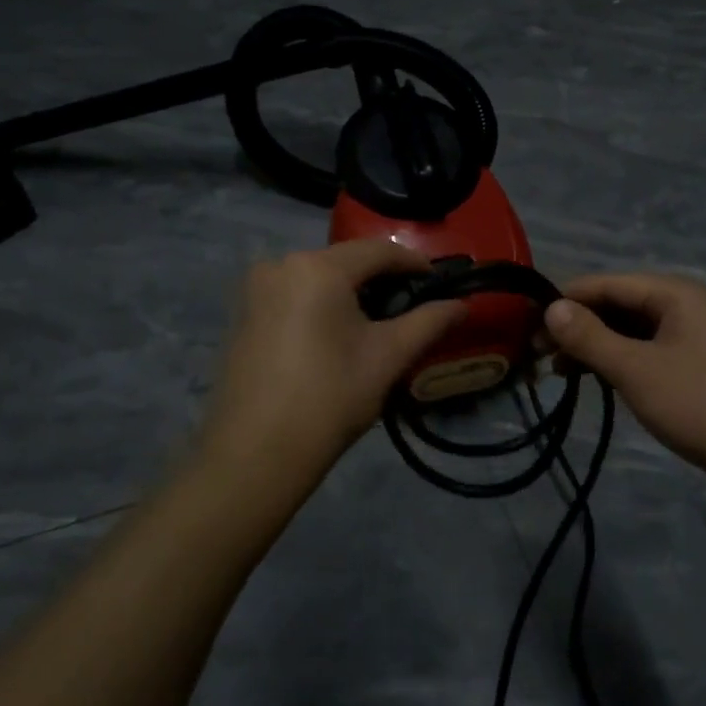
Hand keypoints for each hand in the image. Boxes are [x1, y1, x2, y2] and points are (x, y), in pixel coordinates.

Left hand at [200, 240, 467, 488]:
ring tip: (377, 323)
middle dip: (381, 279)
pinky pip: (294, 294)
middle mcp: (282, 264)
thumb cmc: (329, 398)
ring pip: (318, 277)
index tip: (439, 283)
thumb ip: (429, 322)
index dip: (413, 263)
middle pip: (345, 261)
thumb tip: (462, 305)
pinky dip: (320, 304)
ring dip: (350, 292)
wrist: (254, 454)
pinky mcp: (243, 312)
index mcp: (318, 267)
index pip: (378, 251)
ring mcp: (256, 288)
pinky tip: (334, 335)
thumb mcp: (388, 357)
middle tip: (411, 306)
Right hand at [543, 274, 705, 491]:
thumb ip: (589, 337)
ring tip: (558, 370)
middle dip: (577, 326)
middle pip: (617, 305)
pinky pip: (645, 350)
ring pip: (629, 330)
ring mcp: (692, 336)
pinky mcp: (695, 365)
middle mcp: (683, 305)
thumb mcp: (634, 369)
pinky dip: (617, 360)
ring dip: (594, 346)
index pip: (606, 283)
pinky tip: (594, 378)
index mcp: (674, 293)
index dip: (565, 300)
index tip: (527, 323)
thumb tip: (550, 308)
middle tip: (537, 353)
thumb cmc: (696, 403)